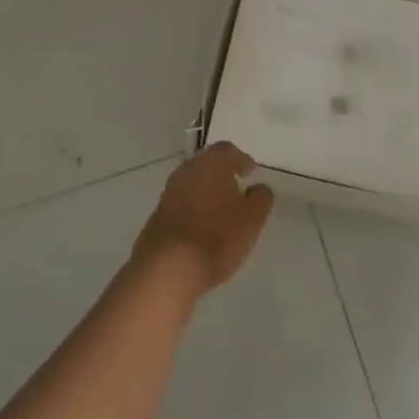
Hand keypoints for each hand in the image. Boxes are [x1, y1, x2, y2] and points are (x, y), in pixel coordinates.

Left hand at [132, 143, 274, 291]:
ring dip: (206, 192)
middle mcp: (188, 170)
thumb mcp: (252, 219)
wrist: (168, 268)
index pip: (228, 150)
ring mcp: (169, 192)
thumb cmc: (217, 236)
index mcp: (211, 163)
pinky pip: (180, 204)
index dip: (241, 160)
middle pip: (207, 164)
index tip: (250, 171)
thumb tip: (259, 188)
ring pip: (192, 184)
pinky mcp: (157, 215)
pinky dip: (193, 209)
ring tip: (220, 210)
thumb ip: (260, 198)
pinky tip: (201, 228)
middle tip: (236, 188)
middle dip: (222, 174)